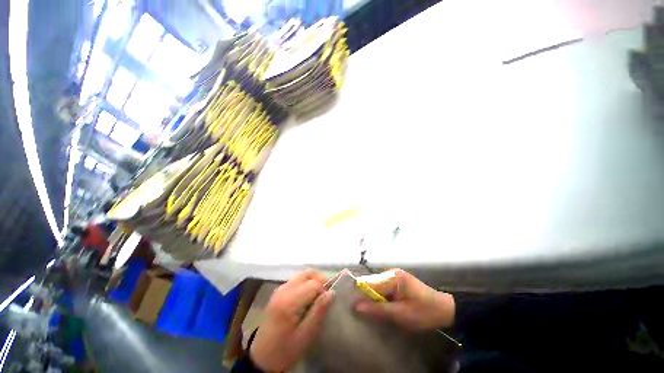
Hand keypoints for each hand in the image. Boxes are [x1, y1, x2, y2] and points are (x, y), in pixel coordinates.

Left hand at [250, 270, 334, 371]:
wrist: (261, 358)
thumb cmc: (285, 350)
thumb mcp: (305, 336)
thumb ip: (318, 312)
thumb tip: (331, 292)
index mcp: (289, 301)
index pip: (314, 283)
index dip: (325, 288)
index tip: (330, 299)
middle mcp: (284, 290)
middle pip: (307, 274)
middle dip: (320, 279)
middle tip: (327, 293)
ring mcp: (279, 289)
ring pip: (302, 275)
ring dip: (313, 280)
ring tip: (319, 295)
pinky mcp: (278, 292)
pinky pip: (296, 280)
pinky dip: (306, 283)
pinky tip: (308, 296)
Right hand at [354, 269, 454, 329]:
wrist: (445, 310)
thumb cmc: (424, 313)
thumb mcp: (401, 315)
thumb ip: (378, 309)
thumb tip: (355, 306)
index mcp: (392, 278)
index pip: (367, 283)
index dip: (357, 293)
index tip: (349, 305)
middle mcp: (390, 273)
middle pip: (370, 283)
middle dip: (363, 296)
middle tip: (357, 311)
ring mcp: (394, 277)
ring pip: (374, 286)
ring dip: (371, 298)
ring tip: (365, 311)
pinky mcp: (396, 282)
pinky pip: (381, 288)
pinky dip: (378, 298)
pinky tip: (377, 307)